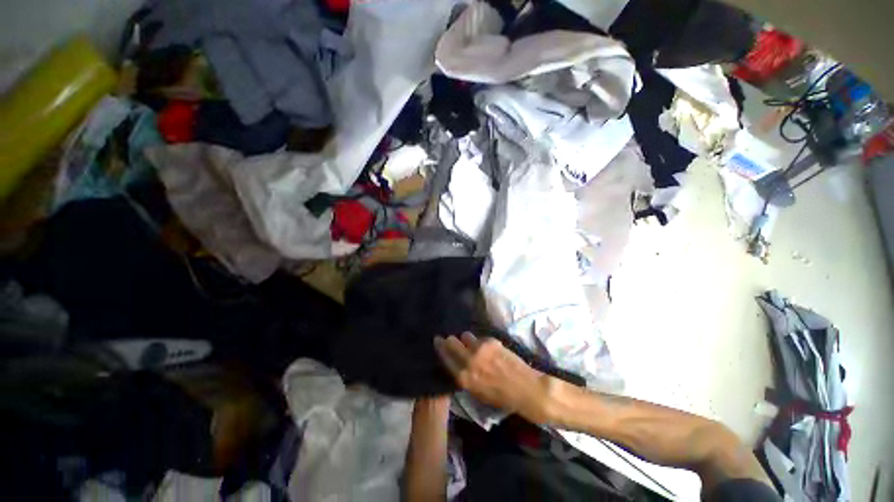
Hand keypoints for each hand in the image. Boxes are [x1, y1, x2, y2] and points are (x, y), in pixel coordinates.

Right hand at [434, 332, 554, 422]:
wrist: (525, 388)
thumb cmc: (501, 397)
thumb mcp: (476, 392)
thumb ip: (464, 376)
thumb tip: (456, 362)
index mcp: (463, 377)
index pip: (445, 357)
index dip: (440, 347)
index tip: (438, 341)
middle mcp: (469, 361)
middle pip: (452, 341)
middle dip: (450, 340)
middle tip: (451, 339)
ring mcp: (480, 349)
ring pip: (466, 335)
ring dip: (467, 340)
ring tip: (474, 345)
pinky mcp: (491, 341)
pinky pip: (480, 337)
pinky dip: (481, 342)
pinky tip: (489, 348)